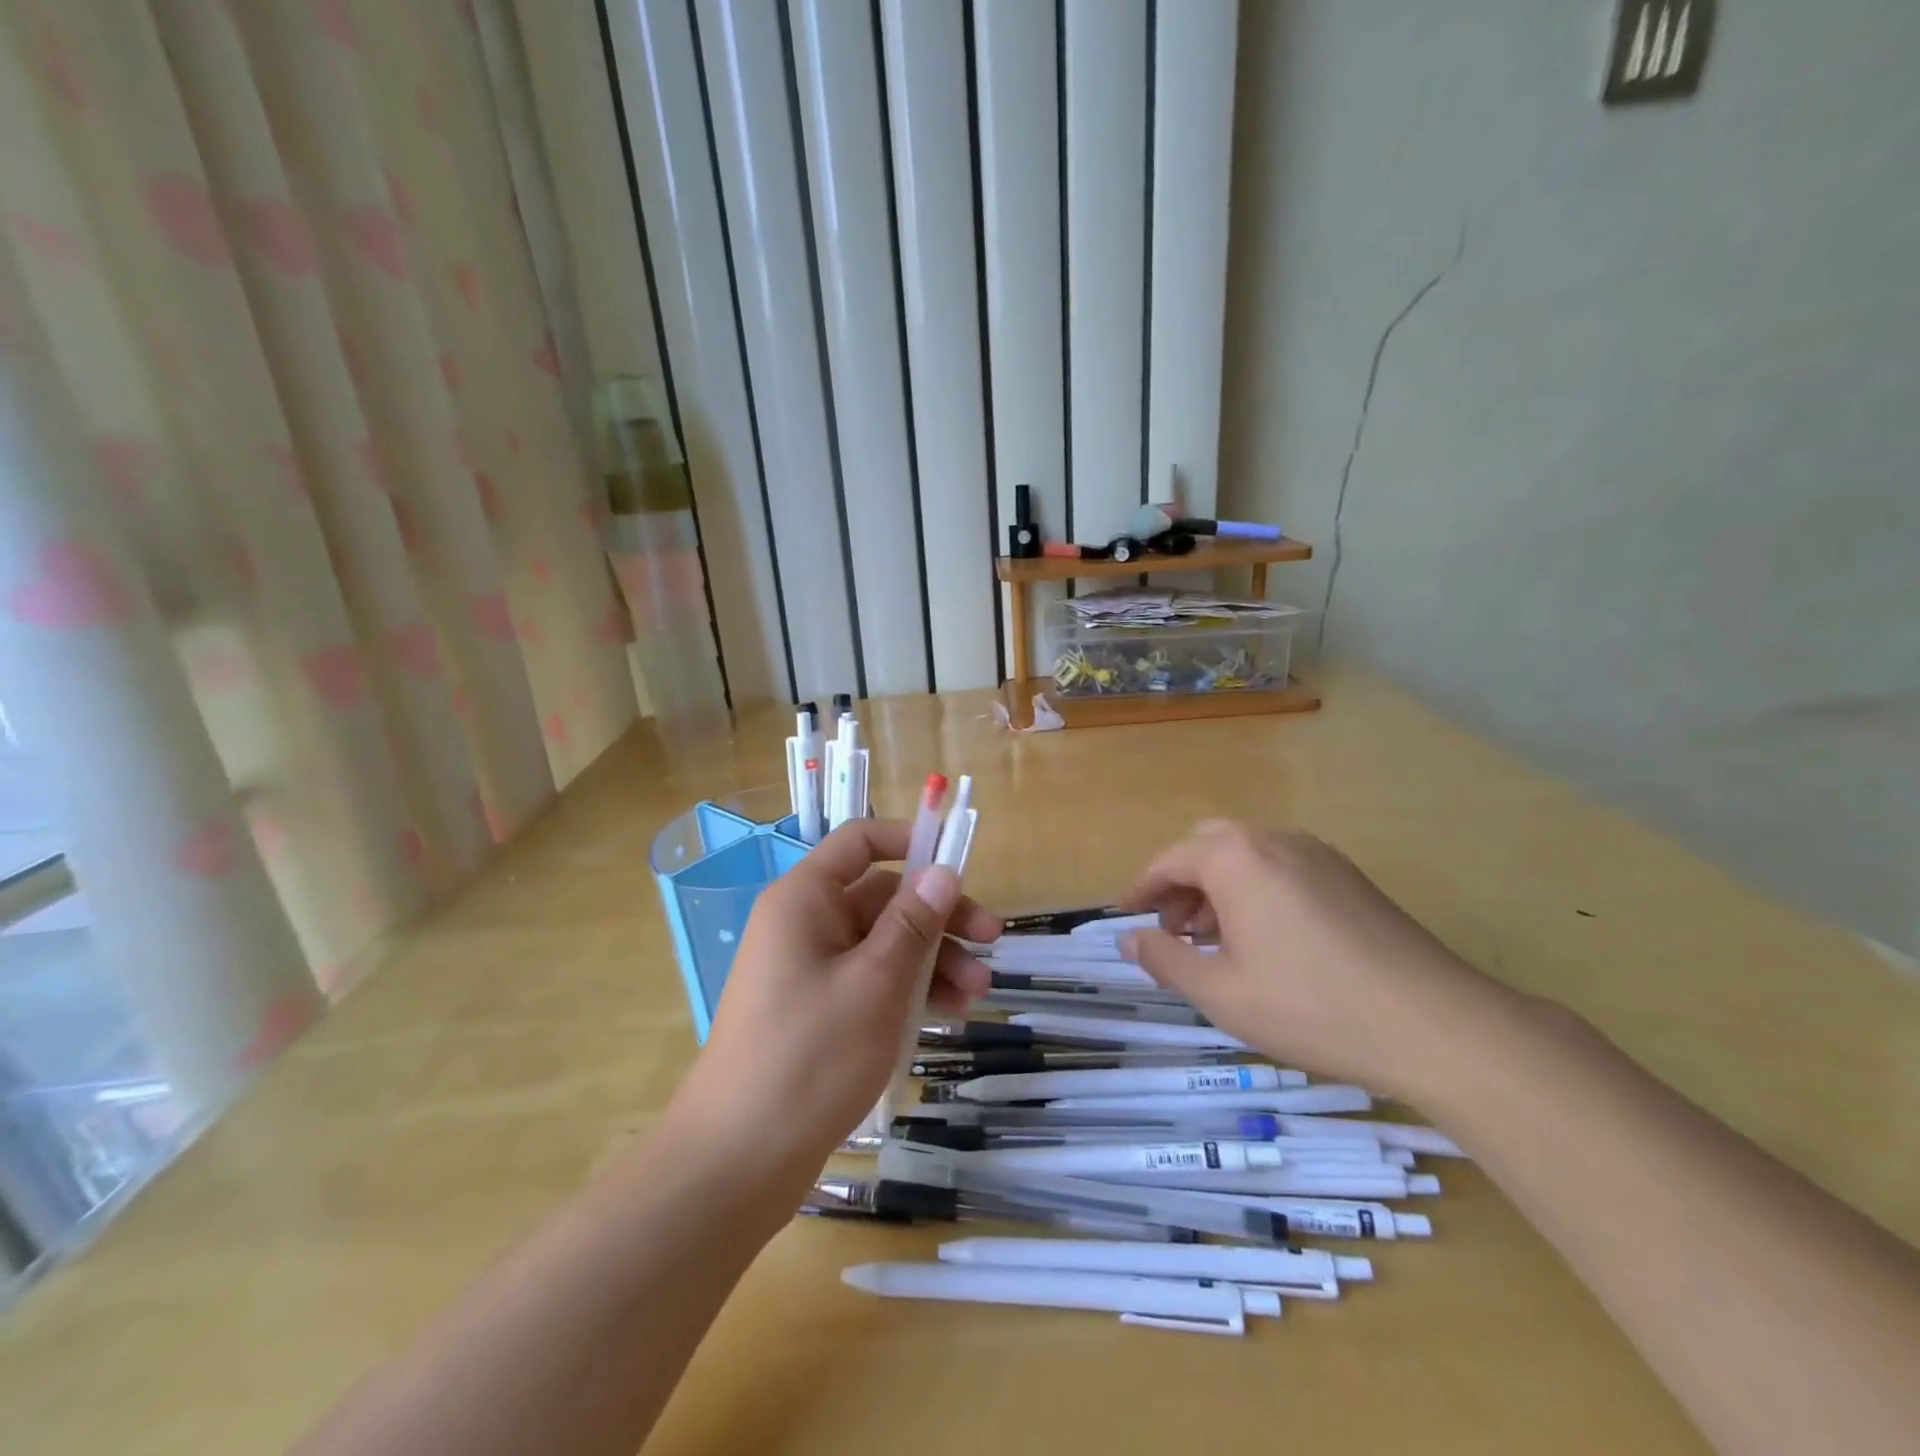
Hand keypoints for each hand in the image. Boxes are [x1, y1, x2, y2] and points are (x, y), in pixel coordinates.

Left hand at [666, 819, 998, 1189]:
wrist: (737, 1161)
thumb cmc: (810, 1056)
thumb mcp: (875, 982)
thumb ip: (913, 922)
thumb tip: (943, 871)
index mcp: (805, 900)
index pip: (860, 842)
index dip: (910, 841)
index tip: (959, 863)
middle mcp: (805, 925)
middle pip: (882, 897)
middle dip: (938, 917)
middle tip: (991, 940)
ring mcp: (810, 971)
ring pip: (883, 944)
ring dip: (933, 959)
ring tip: (978, 992)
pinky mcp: (817, 1013)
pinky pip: (871, 982)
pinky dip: (909, 991)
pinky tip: (949, 1015)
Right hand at [1119, 821, 1511, 1099]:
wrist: (1435, 1024)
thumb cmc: (1310, 1006)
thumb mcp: (1221, 992)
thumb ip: (1165, 959)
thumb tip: (1127, 939)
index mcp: (1235, 858)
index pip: (1170, 860)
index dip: (1142, 889)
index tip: (1127, 918)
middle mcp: (1273, 840)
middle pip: (1207, 846)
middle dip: (1180, 884)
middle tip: (1172, 930)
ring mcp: (1317, 854)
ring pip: (1247, 855)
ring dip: (1217, 886)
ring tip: (1214, 940)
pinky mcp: (1348, 876)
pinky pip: (1282, 867)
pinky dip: (1255, 890)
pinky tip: (1265, 939)